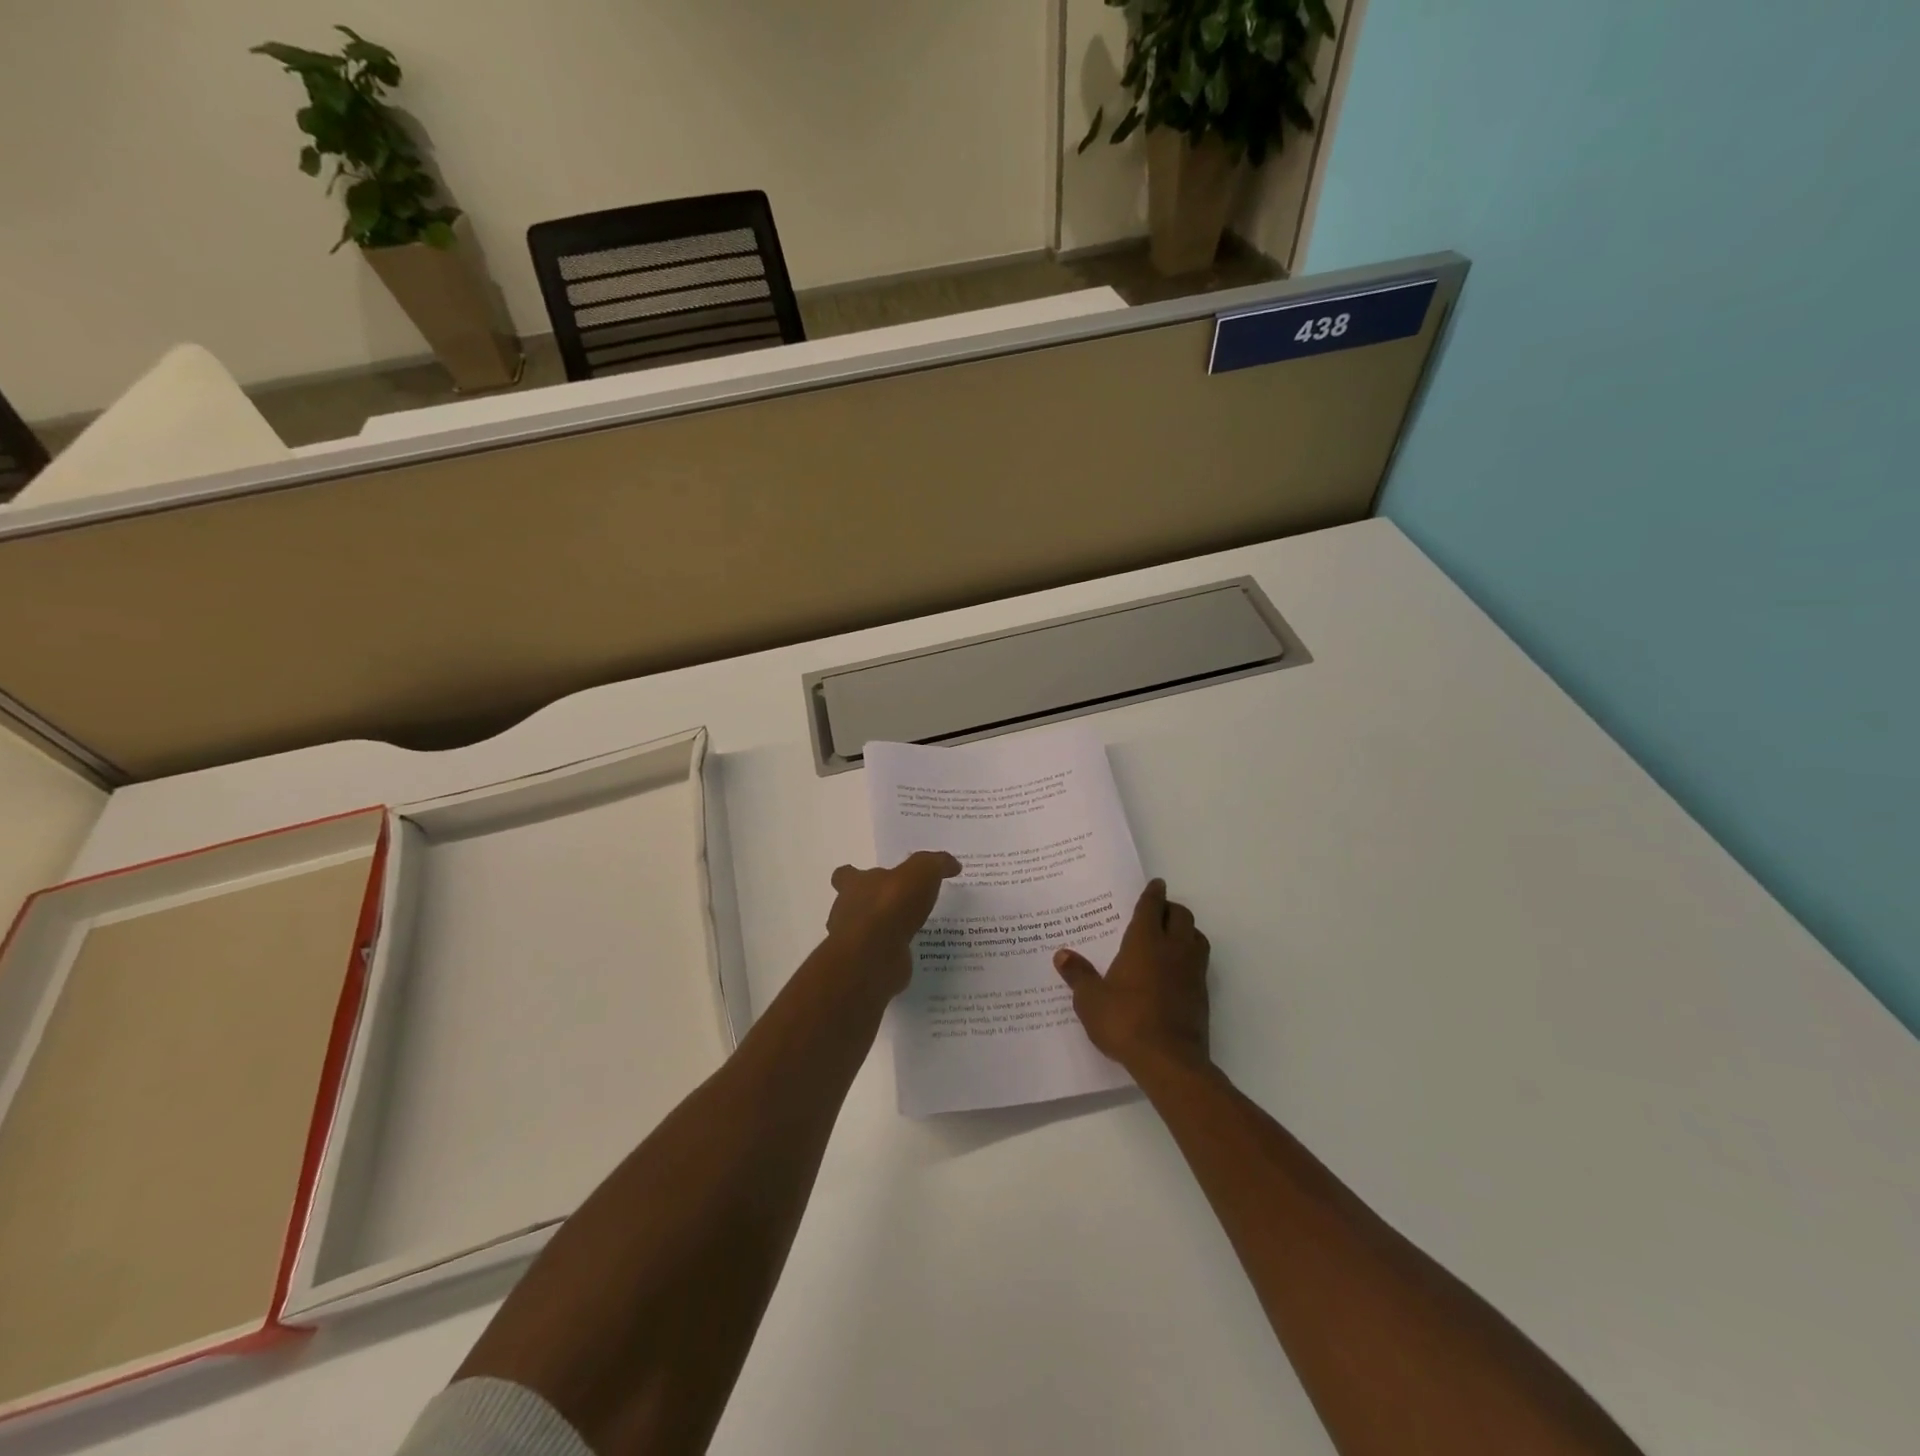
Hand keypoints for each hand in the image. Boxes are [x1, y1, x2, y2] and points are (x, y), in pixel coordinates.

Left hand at [826, 851, 962, 996]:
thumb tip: (952, 864)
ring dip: (885, 932)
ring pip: (868, 933)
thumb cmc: (890, 905)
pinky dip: (894, 956)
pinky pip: (881, 957)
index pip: (845, 876)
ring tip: (915, 931)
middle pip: (855, 904)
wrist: (874, 956)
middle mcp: (849, 912)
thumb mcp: (920, 872)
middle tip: (902, 906)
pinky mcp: (867, 966)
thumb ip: (935, 864)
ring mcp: (855, 942)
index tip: (875, 880)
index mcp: (854, 885)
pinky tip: (916, 955)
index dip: (855, 876)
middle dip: (874, 905)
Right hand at [1054, 879, 1210, 1076]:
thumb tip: (1062, 955)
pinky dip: (1190, 957)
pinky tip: (1176, 970)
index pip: (1152, 907)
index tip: (1156, 884)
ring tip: (1171, 936)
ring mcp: (1192, 971)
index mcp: (1145, 942)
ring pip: (1196, 937)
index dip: (1153, 893)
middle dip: (1170, 909)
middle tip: (1158, 911)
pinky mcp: (1202, 994)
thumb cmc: (1125, 1021)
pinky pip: (1199, 963)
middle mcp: (1173, 949)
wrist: (1169, 1060)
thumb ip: (1078, 975)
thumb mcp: (1091, 1000)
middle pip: (1181, 916)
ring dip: (1186, 930)